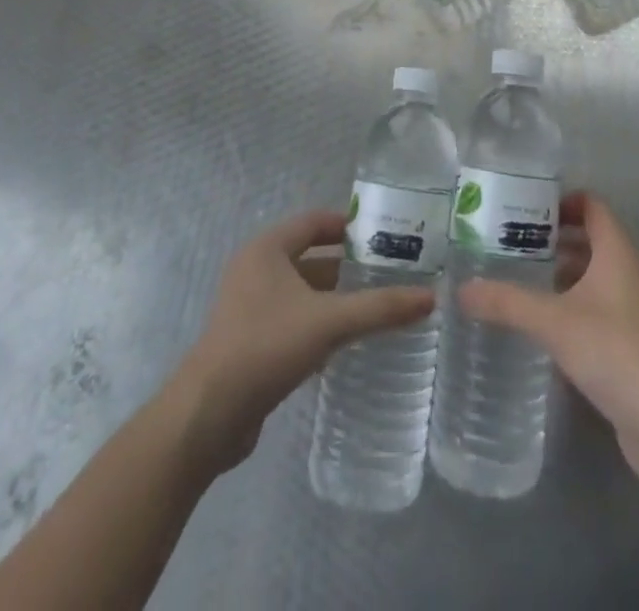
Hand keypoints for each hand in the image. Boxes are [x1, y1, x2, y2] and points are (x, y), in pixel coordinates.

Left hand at [172, 209, 434, 472]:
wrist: (208, 416)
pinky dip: (321, 324)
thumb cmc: (266, 347)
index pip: (315, 221)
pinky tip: (349, 341)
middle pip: (312, 257)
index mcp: (267, 249)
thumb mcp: (329, 322)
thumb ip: (380, 307)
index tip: (386, 234)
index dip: (350, 224)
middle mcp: (256, 270)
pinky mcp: (251, 342)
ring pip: (304, 292)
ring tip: (379, 305)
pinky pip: (295, 320)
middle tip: (392, 272)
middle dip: (350, 265)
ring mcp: (251, 307)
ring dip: (337, 297)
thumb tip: (431, 297)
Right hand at [458, 192, 638, 489]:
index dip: (563, 201)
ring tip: (519, 281)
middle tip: (511, 244)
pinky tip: (542, 327)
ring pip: (593, 278)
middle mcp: (627, 274)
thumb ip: (507, 303)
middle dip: (553, 239)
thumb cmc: (617, 352)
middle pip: (591, 240)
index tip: (526, 208)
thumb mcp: (554, 322)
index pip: (593, 206)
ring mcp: (632, 312)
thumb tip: (461, 289)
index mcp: (617, 253)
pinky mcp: (631, 346)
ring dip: (561, 275)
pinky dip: (570, 309)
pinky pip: (596, 312)